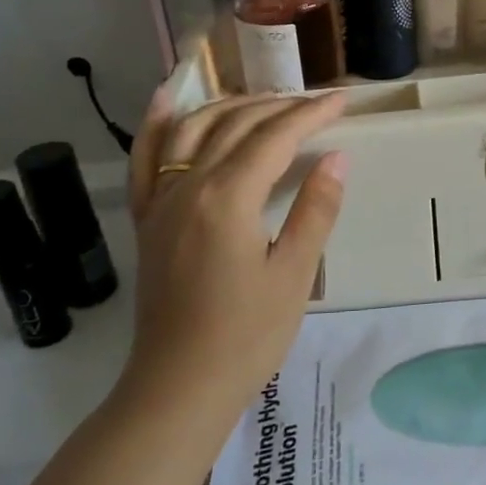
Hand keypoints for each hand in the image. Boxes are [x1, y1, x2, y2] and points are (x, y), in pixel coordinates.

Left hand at [119, 86, 347, 417]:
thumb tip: (336, 157)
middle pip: (235, 126)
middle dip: (278, 107)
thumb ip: (315, 210)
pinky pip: (144, 158)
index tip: (341, 100)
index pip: (274, 138)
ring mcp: (160, 201)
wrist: (179, 386)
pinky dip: (156, 123)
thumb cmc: (247, 335)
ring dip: (230, 106)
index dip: (310, 115)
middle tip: (315, 104)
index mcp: (228, 198)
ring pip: (191, 130)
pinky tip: (167, 98)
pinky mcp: (147, 219)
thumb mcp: (295, 274)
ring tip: (264, 99)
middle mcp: (188, 187)